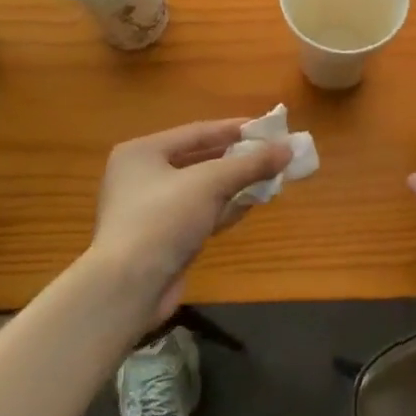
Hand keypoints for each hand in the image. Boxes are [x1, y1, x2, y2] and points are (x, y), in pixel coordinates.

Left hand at [86, 119, 290, 323]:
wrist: (128, 288)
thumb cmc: (163, 219)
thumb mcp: (209, 183)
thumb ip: (250, 164)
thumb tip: (287, 149)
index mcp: (142, 153)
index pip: (197, 132)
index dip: (234, 128)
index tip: (268, 128)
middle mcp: (142, 176)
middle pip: (199, 160)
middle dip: (237, 159)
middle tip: (272, 154)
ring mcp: (151, 210)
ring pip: (202, 189)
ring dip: (235, 184)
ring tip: (271, 176)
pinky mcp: (163, 238)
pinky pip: (200, 213)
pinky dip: (224, 208)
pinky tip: (252, 204)